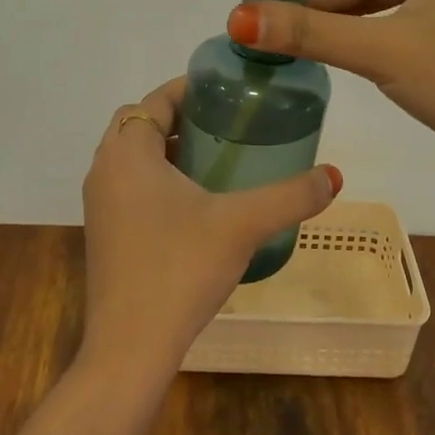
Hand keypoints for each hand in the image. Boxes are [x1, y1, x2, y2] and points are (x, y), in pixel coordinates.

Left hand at [80, 77, 340, 382]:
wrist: (130, 345)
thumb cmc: (180, 268)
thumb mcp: (242, 225)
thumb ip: (290, 196)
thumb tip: (334, 177)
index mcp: (128, 153)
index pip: (154, 100)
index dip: (188, 89)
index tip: (226, 91)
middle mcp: (105, 170)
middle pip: (140, 125)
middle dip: (180, 117)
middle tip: (225, 124)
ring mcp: (100, 205)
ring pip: (133, 158)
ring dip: (168, 150)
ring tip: (217, 159)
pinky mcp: (104, 234)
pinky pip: (130, 187)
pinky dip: (158, 180)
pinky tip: (197, 204)